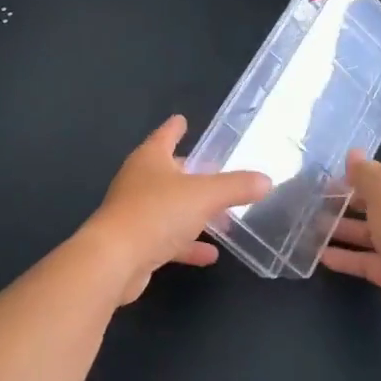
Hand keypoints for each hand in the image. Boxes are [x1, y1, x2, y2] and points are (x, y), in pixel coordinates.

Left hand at [82, 115, 270, 305]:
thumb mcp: (205, 195)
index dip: (175, 128)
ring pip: (169, 207)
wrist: (114, 261)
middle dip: (189, 172)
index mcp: (150, 159)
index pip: (165, 135)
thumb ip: (236, 186)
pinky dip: (187, 244)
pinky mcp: (136, 245)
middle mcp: (139, 182)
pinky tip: (210, 254)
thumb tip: (266, 180)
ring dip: (192, 212)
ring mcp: (135, 214)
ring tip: (221, 217)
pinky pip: (168, 239)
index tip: (182, 119)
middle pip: (168, 172)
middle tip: (213, 171)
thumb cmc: (157, 213)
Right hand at [321, 151, 380, 334]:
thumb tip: (353, 153)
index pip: (380, 177)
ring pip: (365, 234)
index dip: (355, 175)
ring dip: (340, 230)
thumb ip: (365, 173)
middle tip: (313, 202)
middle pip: (372, 205)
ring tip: (309, 227)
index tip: (327, 178)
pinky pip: (362, 261)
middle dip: (345, 202)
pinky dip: (343, 258)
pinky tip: (319, 256)